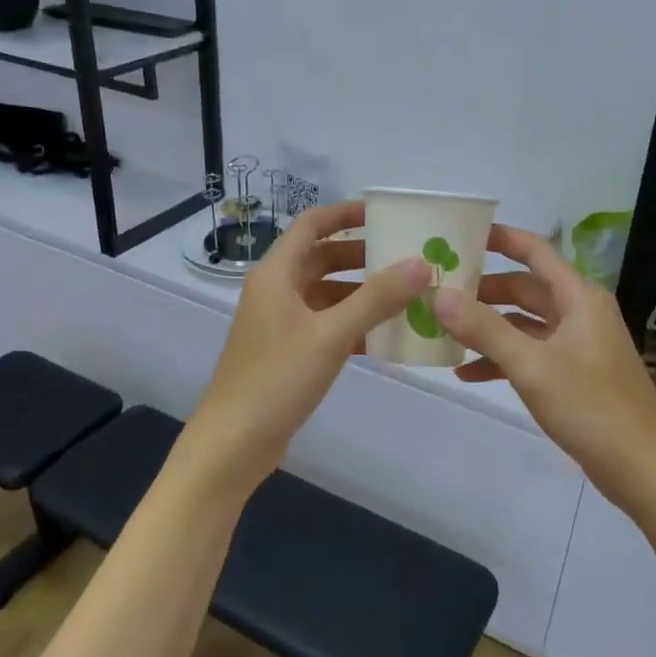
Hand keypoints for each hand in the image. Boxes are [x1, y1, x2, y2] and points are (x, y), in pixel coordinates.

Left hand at [175, 201, 432, 497]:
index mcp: (276, 274)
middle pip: (323, 258)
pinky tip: (388, 335)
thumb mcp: (330, 334)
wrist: (234, 442)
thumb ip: (377, 298)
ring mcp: (281, 324)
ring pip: (328, 295)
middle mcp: (276, 291)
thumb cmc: (277, 379)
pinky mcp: (289, 353)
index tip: (387, 215)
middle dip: (363, 256)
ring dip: (363, 293)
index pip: (312, 224)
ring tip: (408, 295)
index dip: (347, 214)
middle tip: (409, 257)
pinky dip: (354, 325)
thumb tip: (421, 263)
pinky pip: (327, 326)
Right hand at [434, 226, 655, 514]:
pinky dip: (502, 358)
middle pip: (524, 288)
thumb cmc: (591, 406)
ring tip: (444, 333)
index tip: (459, 235)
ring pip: (524, 323)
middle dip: (483, 291)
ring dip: (488, 328)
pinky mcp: (574, 373)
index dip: (499, 239)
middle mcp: (580, 312)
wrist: (643, 468)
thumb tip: (439, 295)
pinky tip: (468, 374)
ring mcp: (578, 344)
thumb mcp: (531, 366)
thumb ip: (484, 329)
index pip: (534, 251)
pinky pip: (531, 353)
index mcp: (578, 297)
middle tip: (438, 293)